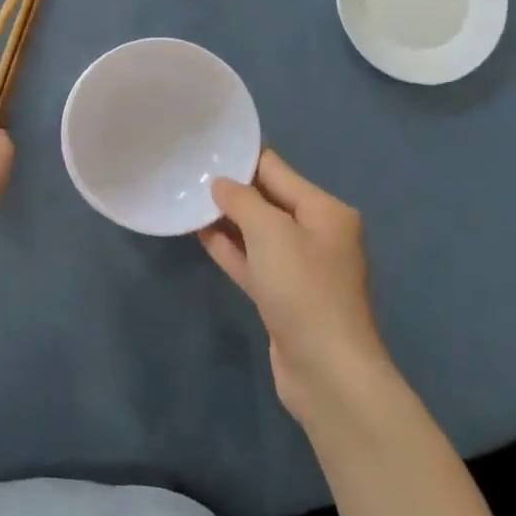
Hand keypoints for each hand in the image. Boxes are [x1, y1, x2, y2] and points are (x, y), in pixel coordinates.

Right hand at [199, 147, 391, 427]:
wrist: (327, 371)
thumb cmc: (303, 289)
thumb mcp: (270, 232)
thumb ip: (242, 200)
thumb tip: (221, 184)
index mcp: (325, 211)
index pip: (277, 170)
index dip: (242, 157)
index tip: (206, 145)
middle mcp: (317, 234)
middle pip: (268, 200)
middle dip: (232, 188)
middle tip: (189, 171)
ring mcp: (301, 268)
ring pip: (258, 232)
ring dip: (226, 219)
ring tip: (188, 199)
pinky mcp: (284, 296)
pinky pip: (253, 261)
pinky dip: (230, 248)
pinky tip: (200, 235)